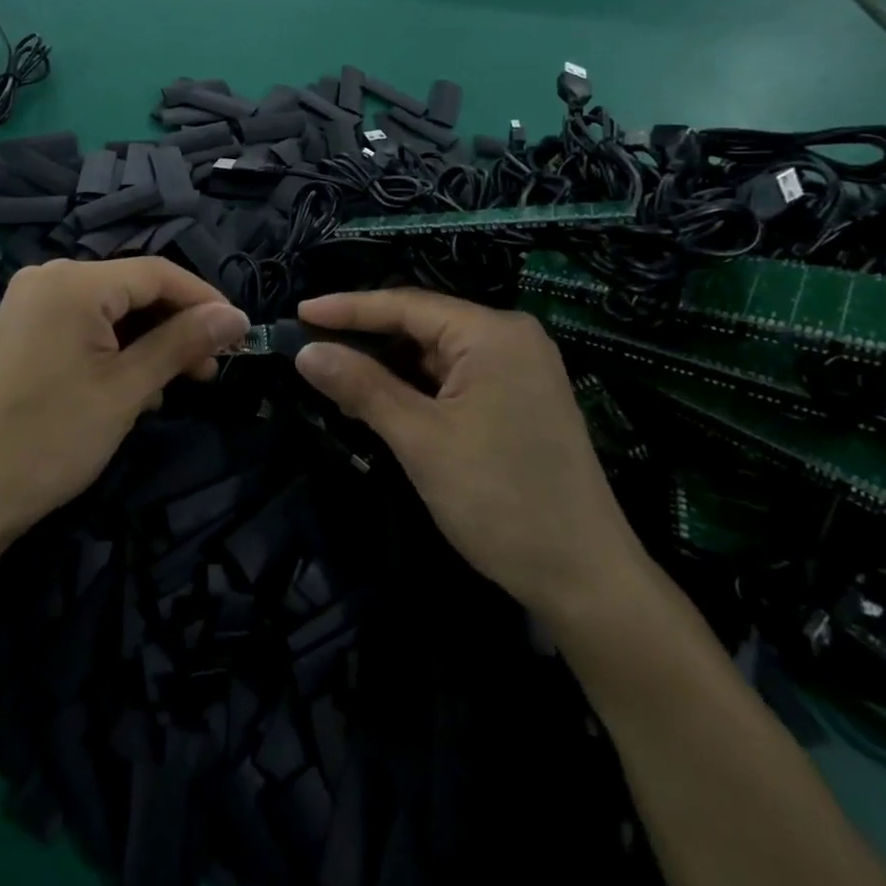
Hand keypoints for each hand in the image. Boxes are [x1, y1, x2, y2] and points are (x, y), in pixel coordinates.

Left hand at [0, 258, 248, 541]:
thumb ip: (182, 342)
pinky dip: (110, 351)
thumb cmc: (52, 437)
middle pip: (129, 290)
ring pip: (105, 312)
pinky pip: (77, 327)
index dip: (203, 299)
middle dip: (173, 326)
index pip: (156, 273)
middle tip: (208, 370)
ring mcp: (25, 307)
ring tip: (168, 388)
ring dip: (144, 343)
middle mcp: (45, 280)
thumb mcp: (128, 389)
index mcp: (72, 281)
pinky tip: (128, 389)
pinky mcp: (16, 336)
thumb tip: (235, 316)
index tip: (238, 332)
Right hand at [293, 288, 645, 622]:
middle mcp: (510, 338)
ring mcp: (519, 370)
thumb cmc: (500, 500)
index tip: (299, 310)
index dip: (348, 308)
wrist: (586, 580)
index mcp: (492, 333)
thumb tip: (307, 352)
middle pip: (422, 324)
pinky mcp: (519, 400)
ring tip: (336, 375)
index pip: (406, 305)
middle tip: (312, 347)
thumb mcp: (421, 440)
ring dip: (388, 366)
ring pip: (436, 353)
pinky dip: (415, 386)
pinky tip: (381, 400)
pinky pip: (454, 377)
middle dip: (366, 337)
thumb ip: (362, 387)